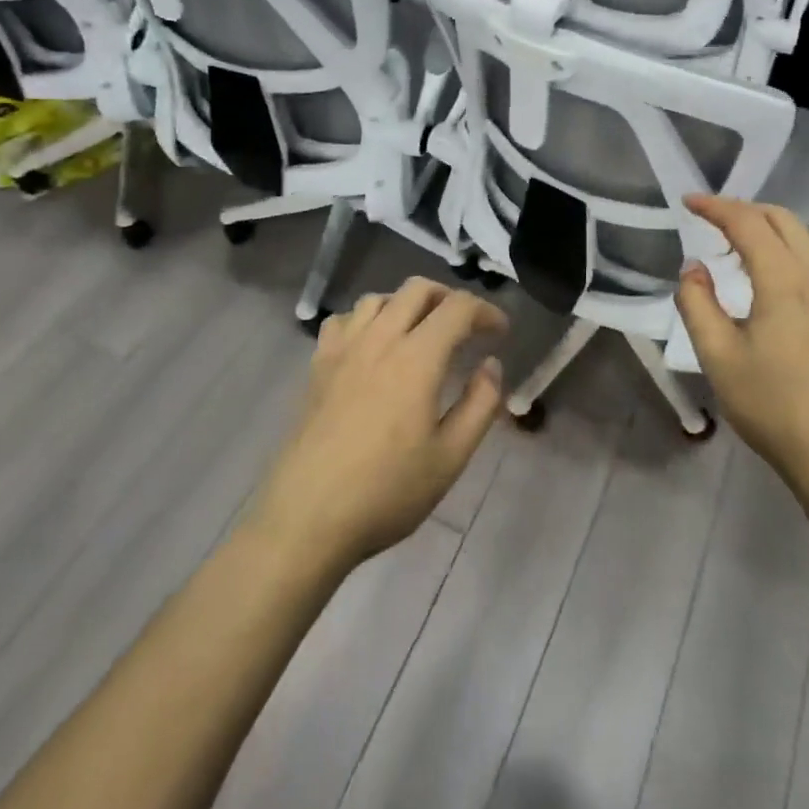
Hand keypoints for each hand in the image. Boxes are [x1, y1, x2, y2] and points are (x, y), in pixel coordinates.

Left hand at [251, 277, 506, 574]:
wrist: (307, 519)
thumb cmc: (387, 492)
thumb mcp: (451, 457)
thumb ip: (480, 404)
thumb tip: (491, 364)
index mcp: (417, 358)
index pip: (458, 308)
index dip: (486, 312)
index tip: (501, 332)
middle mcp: (379, 339)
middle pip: (417, 289)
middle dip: (449, 298)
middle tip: (466, 327)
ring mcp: (343, 350)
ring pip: (378, 298)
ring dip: (407, 304)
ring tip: (422, 332)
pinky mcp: (317, 366)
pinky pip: (343, 320)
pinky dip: (366, 320)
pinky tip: (372, 346)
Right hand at [675, 195, 808, 504]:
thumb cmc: (774, 404)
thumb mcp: (718, 356)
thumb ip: (698, 304)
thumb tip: (693, 269)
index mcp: (785, 278)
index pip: (747, 222)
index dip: (715, 206)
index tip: (687, 202)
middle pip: (781, 218)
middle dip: (743, 209)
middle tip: (708, 220)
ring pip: (802, 237)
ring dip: (765, 228)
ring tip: (731, 247)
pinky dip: (784, 249)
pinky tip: (766, 277)